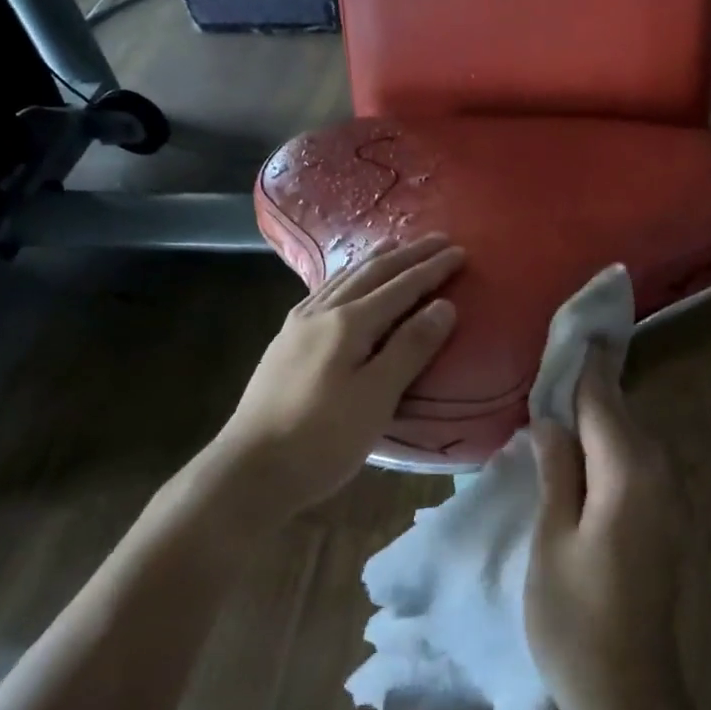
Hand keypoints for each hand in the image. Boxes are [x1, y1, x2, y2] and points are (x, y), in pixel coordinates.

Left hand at [212, 234, 463, 512]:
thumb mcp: (376, 397)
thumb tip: (444, 304)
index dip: (432, 269)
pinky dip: (346, 278)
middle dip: (407, 255)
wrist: (250, 469)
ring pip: (343, 280)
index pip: (400, 287)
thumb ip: (411, 348)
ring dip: (374, 261)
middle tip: (437, 239)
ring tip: (393, 245)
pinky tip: (344, 284)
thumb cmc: (322, 438)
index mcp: (348, 324)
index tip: (460, 252)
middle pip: (371, 274)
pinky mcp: (285, 343)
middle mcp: (321, 313)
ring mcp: (297, 326)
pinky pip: (324, 294)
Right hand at [526, 346, 686, 709]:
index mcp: (628, 472)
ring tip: (556, 395)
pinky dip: (607, 446)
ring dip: (597, 416)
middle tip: (552, 358)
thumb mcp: (551, 539)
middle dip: (590, 385)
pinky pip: (633, 463)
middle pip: (620, 413)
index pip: (604, 399)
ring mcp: (667, 498)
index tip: (578, 322)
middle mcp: (658, 474)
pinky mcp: (664, 519)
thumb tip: (552, 420)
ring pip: (628, 437)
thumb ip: (556, 471)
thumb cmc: (575, 619)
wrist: (628, 692)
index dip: (587, 363)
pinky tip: (577, 449)